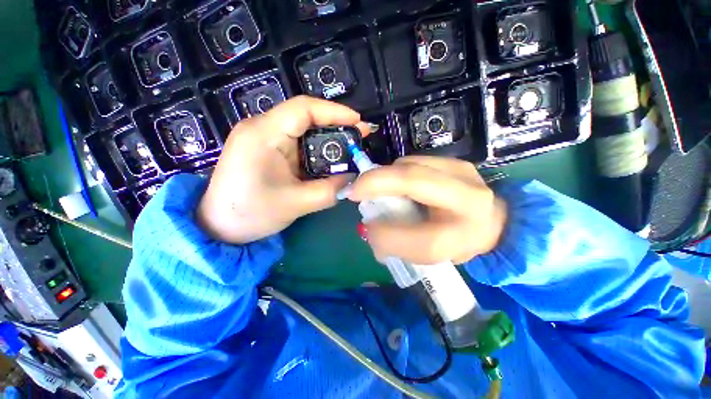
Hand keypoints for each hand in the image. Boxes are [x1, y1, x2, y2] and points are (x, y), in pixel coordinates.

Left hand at [197, 96, 365, 243]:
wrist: (218, 227)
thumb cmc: (251, 214)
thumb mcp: (296, 204)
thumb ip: (329, 191)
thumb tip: (353, 180)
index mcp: (263, 134)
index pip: (303, 108)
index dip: (335, 112)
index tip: (358, 121)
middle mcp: (262, 128)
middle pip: (305, 116)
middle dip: (336, 125)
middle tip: (359, 136)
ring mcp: (263, 138)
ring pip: (303, 130)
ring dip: (327, 138)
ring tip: (350, 148)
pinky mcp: (267, 150)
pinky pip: (297, 143)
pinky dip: (317, 149)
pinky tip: (330, 159)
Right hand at [348, 156, 506, 264]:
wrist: (489, 221)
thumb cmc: (455, 242)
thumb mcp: (427, 255)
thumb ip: (395, 246)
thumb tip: (369, 227)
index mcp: (469, 235)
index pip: (427, 240)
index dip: (388, 233)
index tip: (365, 225)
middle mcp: (471, 198)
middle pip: (415, 180)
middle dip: (376, 182)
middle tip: (355, 190)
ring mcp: (463, 172)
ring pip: (410, 165)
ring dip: (386, 176)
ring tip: (378, 189)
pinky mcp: (454, 161)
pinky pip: (413, 161)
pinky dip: (396, 171)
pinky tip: (396, 183)